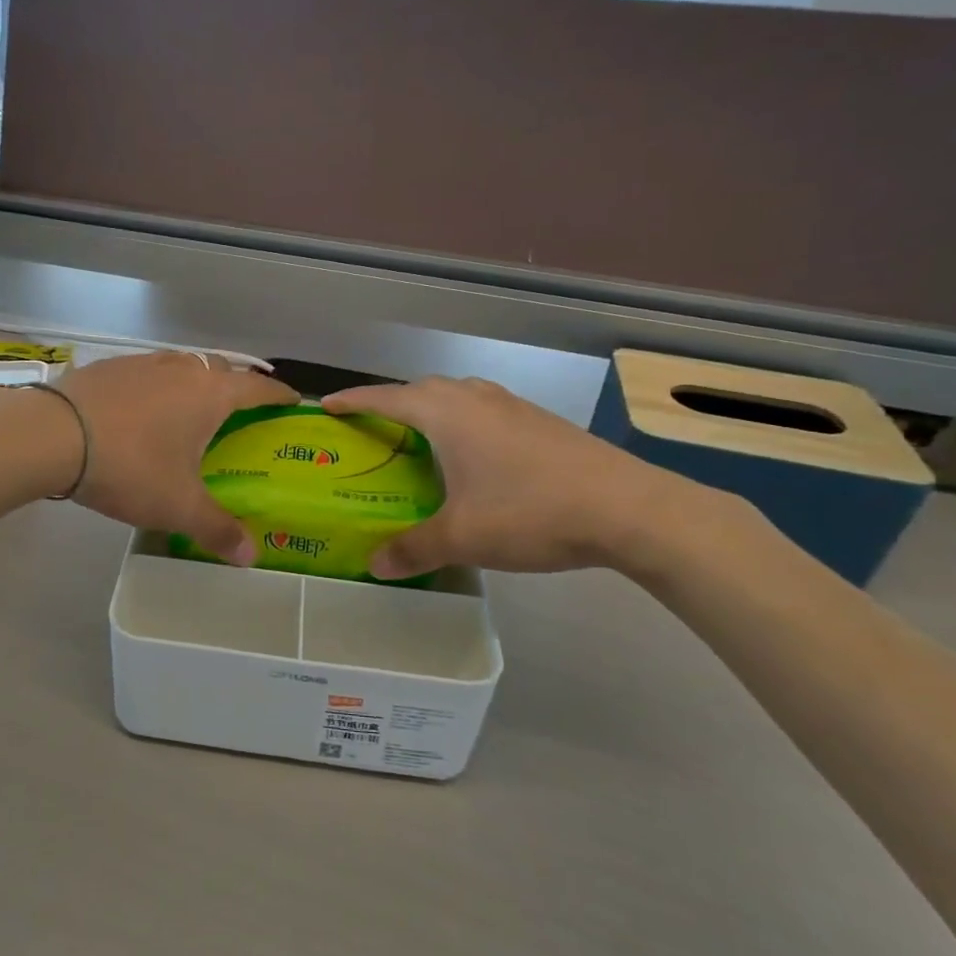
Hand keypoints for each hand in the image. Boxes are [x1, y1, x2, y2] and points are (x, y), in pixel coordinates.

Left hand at [54, 353, 297, 563]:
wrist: (52, 435)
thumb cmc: (130, 466)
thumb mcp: (177, 506)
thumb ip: (217, 530)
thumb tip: (250, 558)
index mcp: (210, 394)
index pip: (257, 389)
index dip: (279, 396)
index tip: (294, 402)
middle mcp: (182, 369)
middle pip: (222, 369)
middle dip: (237, 386)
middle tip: (242, 411)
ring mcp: (144, 363)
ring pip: (183, 365)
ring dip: (196, 381)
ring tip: (194, 408)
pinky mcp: (110, 367)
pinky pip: (149, 371)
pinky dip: (159, 386)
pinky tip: (144, 410)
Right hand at [321, 377, 707, 579]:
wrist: (629, 508)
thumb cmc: (530, 512)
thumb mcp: (463, 536)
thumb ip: (413, 549)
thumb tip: (374, 567)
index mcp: (446, 413)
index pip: (385, 397)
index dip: (352, 400)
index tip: (325, 405)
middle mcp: (475, 398)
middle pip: (420, 389)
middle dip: (390, 403)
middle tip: (371, 430)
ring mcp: (512, 406)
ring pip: (456, 396)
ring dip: (430, 409)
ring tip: (418, 439)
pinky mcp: (539, 422)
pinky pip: (483, 411)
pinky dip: (462, 422)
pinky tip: (472, 457)